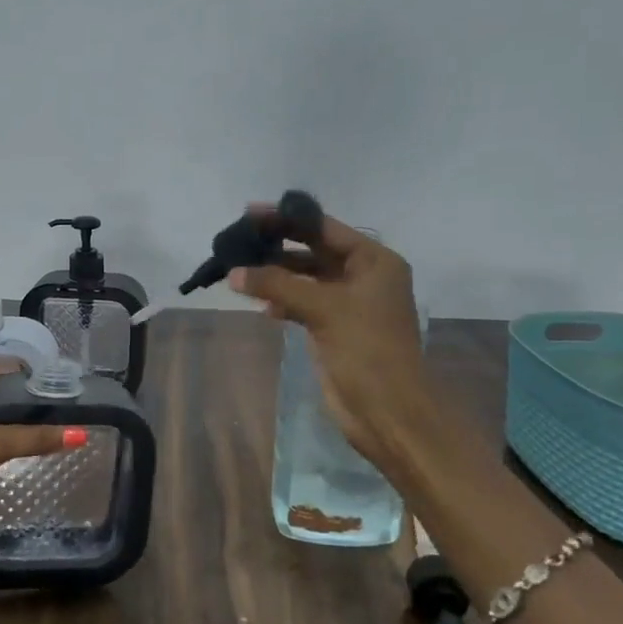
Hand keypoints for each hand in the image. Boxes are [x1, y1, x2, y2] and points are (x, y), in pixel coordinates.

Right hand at [229, 208, 427, 473]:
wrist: (389, 410)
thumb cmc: (366, 349)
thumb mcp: (323, 308)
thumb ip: (277, 284)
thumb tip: (234, 273)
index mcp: (374, 261)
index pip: (325, 228)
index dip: (288, 219)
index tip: (251, 213)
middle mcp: (363, 276)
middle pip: (313, 251)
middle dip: (278, 246)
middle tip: (239, 239)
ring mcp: (349, 304)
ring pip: (305, 279)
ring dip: (276, 275)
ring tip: (240, 272)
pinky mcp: (334, 328)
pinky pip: (303, 304)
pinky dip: (283, 301)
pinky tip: (262, 306)